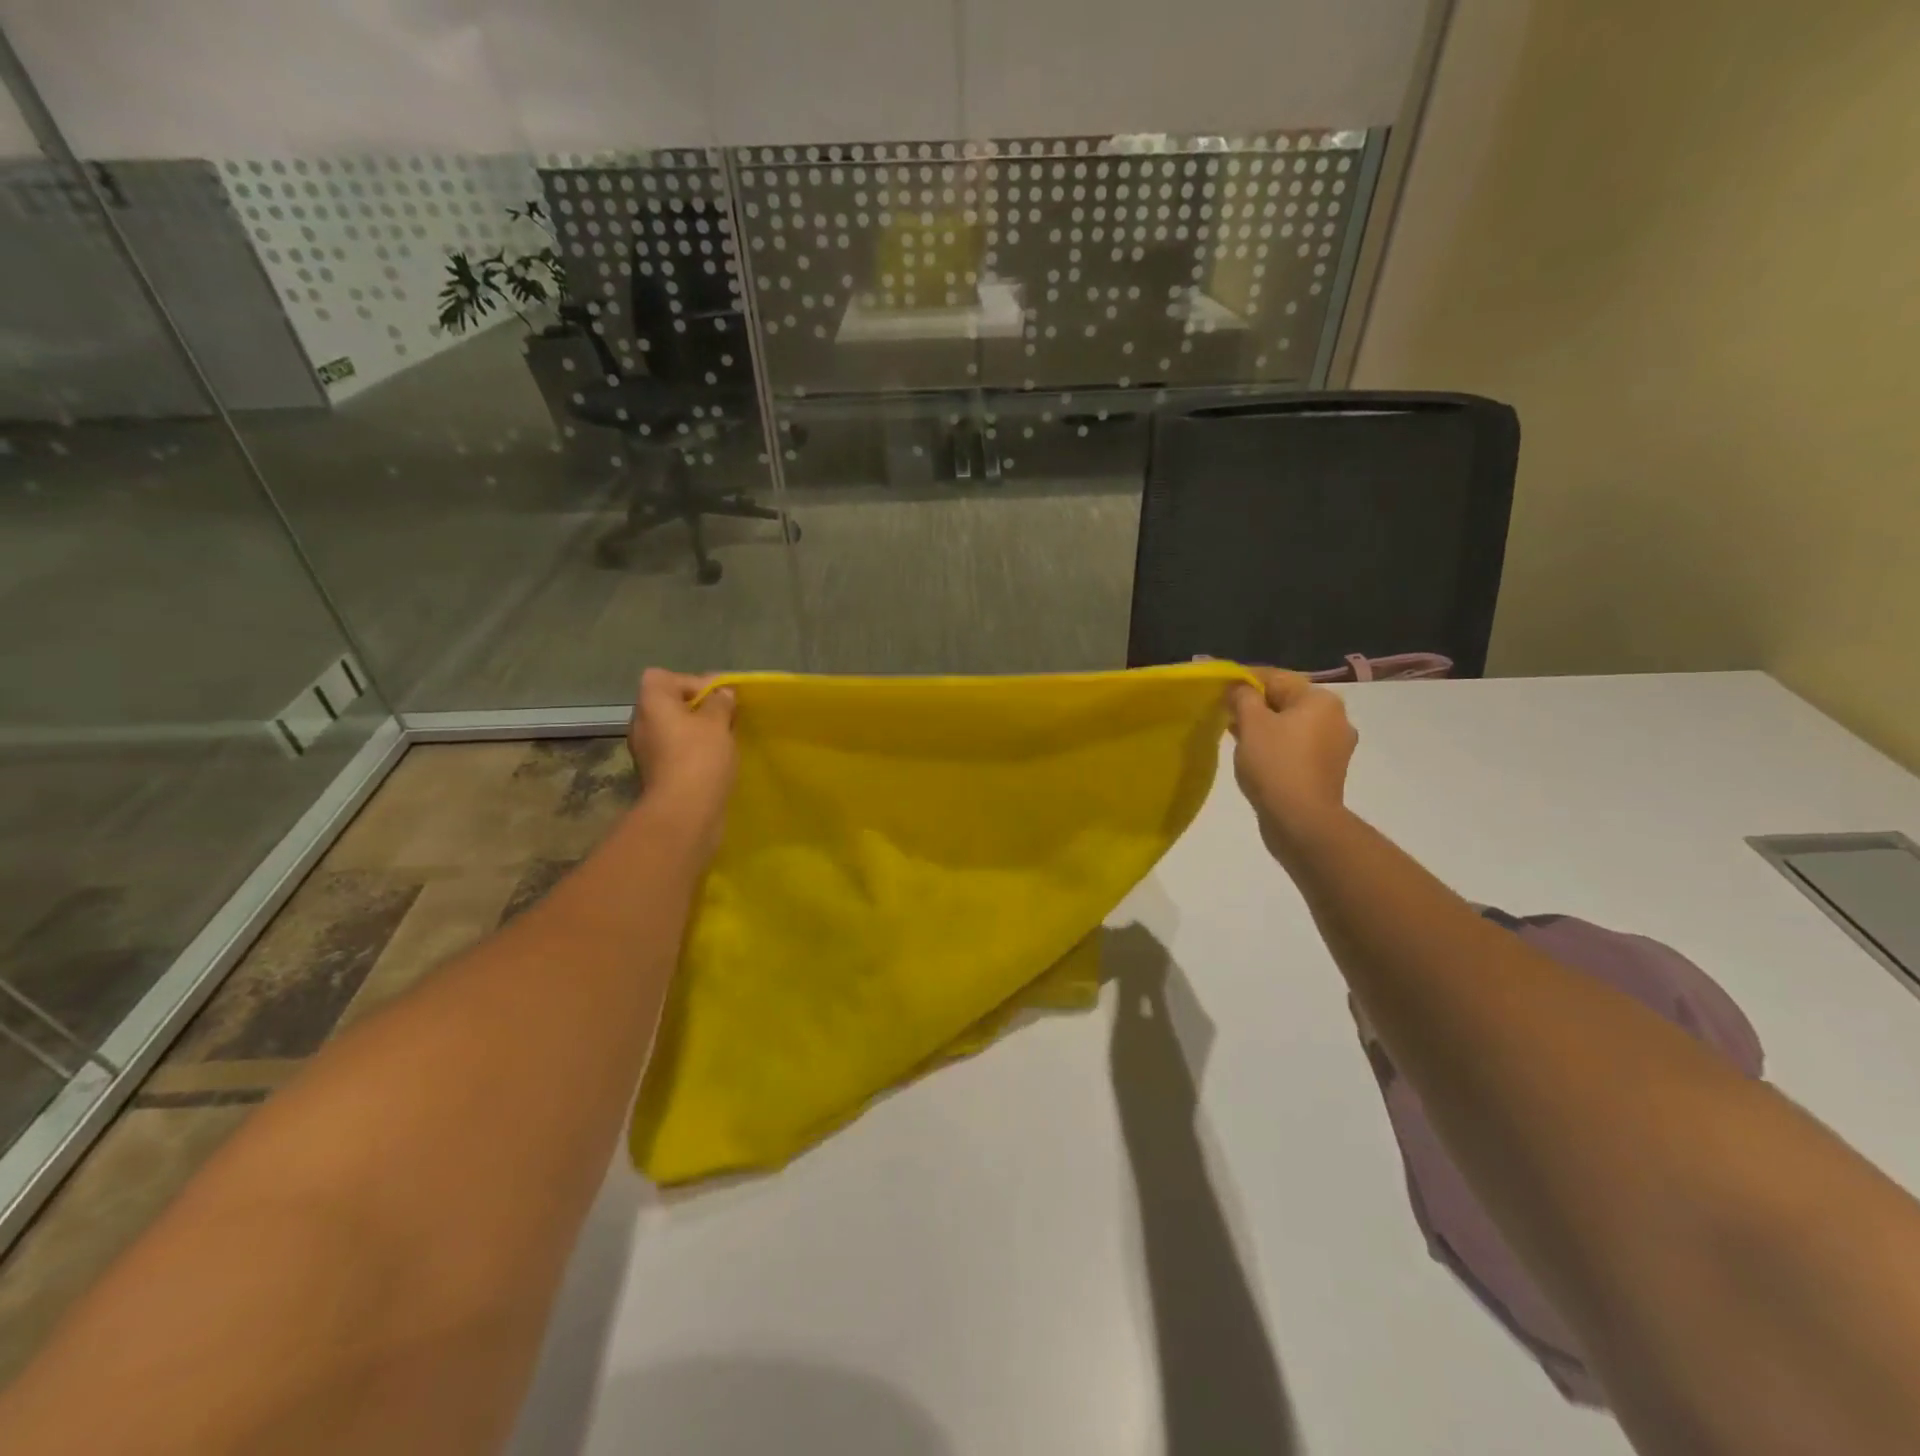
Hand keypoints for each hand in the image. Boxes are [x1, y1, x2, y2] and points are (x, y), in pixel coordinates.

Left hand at [627, 669, 736, 857]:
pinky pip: (675, 753)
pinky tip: (715, 763)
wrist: (683, 813)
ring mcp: (646, 751)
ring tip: (724, 741)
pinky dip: (693, 753)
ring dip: (696, 732)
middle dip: (698, 709)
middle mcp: (641, 724)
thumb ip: (720, 702)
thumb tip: (722, 694)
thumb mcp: (717, 722)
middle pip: (668, 704)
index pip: (663, 677)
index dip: (691, 682)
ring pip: (673, 730)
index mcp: (651, 704)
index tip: (718, 698)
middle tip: (725, 719)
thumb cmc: (699, 758)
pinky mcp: (656, 774)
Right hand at [1227, 666, 1356, 860]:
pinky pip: (1297, 747)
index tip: (1220, 688)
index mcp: (1321, 699)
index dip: (1245, 680)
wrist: (1301, 820)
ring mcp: (1335, 747)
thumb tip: (1238, 687)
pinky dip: (1276, 746)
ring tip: (1235, 735)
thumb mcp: (1251, 723)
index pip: (1276, 677)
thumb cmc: (1275, 764)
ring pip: (1291, 725)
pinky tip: (1255, 756)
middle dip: (1255, 705)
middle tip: (1225, 713)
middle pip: (1286, 701)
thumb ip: (1242, 697)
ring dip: (1264, 727)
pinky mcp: (1327, 771)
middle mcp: (1335, 718)